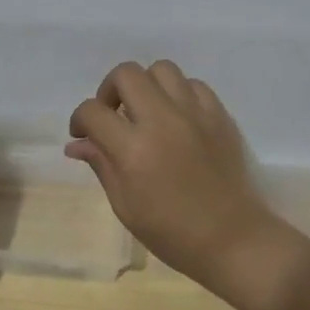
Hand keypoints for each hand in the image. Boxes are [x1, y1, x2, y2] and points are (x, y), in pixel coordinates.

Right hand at [66, 61, 283, 295]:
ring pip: (161, 69)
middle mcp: (163, 120)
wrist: (233, 240)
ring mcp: (195, 114)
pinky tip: (176, 118)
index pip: (93, 111)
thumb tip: (76, 144)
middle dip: (109, 90)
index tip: (82, 136)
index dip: (79, 120)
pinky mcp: (220, 116)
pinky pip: (193, 85)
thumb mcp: (125, 205)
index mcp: (134, 149)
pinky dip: (178, 94)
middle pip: (126, 74)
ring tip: (145, 112)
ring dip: (145, 85)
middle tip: (112, 116)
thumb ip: (101, 165)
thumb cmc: (172, 232)